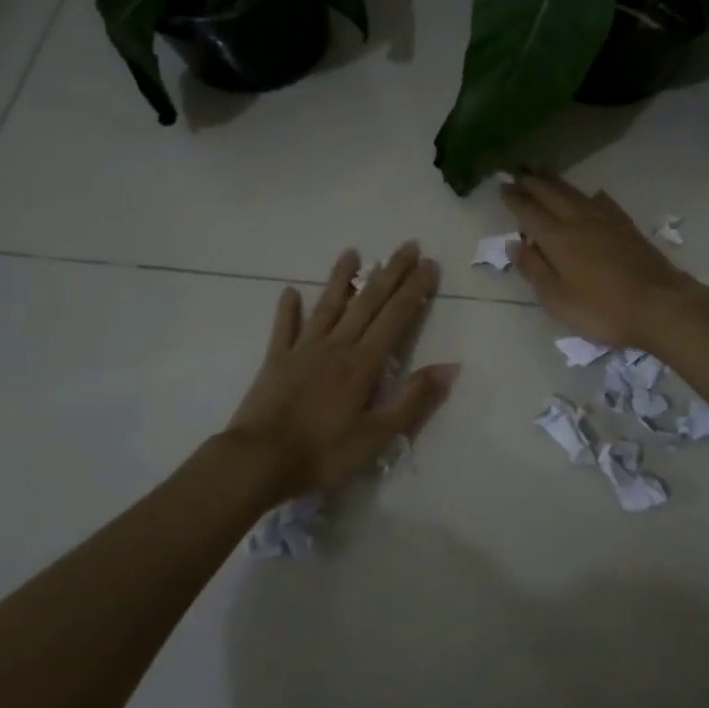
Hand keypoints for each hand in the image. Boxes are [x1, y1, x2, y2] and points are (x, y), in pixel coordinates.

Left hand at [226, 243, 458, 498]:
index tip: (430, 264)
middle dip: (390, 273)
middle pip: (367, 303)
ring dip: (341, 278)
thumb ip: (412, 399)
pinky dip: (288, 309)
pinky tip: (290, 291)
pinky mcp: (276, 361)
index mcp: (363, 363)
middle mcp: (336, 346)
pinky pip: (284, 328)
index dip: (414, 289)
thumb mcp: (377, 435)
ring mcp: (303, 350)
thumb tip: (450, 367)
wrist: (258, 462)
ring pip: (327, 306)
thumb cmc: (323, 453)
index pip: (395, 317)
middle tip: (407, 245)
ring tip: (352, 252)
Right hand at [501, 173, 705, 348]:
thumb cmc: (603, 309)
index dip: (514, 198)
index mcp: (558, 237)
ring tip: (543, 171)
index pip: (529, 210)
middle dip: (532, 181)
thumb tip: (516, 244)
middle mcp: (579, 220)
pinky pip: (601, 201)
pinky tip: (592, 194)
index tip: (502, 186)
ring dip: (555, 181)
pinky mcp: (626, 226)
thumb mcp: (558, 300)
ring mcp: (606, 220)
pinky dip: (589, 195)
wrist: (660, 305)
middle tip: (517, 169)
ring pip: (575, 192)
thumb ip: (535, 270)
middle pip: (551, 193)